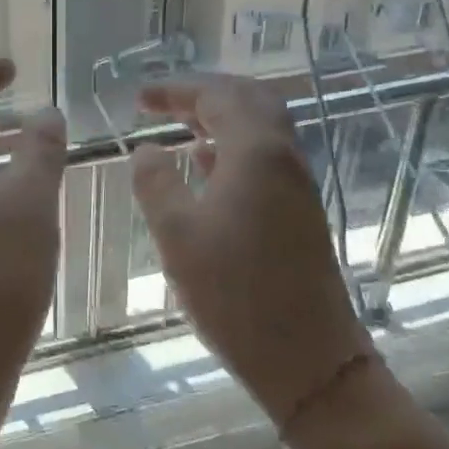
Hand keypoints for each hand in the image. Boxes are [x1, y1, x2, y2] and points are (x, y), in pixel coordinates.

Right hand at [131, 76, 373, 425]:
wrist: (308, 359)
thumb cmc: (234, 294)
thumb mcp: (177, 235)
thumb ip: (156, 183)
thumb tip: (146, 149)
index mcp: (256, 153)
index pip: (217, 96)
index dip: (175, 90)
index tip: (139, 98)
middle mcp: (284, 158)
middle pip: (249, 100)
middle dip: (203, 94)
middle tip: (164, 103)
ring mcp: (297, 185)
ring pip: (261, 128)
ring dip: (221, 118)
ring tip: (179, 127)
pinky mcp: (300, 211)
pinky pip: (266, 156)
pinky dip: (233, 146)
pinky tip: (206, 166)